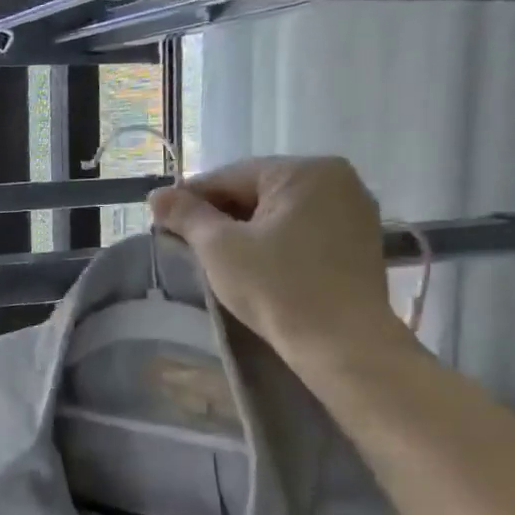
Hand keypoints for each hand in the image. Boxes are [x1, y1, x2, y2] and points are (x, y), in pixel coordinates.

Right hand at [148, 157, 409, 369]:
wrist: (341, 344)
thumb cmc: (276, 287)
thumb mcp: (219, 247)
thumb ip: (186, 215)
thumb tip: (156, 195)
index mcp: (305, 171)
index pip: (231, 176)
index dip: (190, 198)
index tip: (161, 220)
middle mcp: (337, 180)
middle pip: (257, 190)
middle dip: (219, 214)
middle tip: (185, 241)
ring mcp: (353, 211)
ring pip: (279, 211)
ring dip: (244, 228)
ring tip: (215, 255)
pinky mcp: (358, 242)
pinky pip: (302, 229)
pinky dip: (273, 240)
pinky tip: (253, 264)